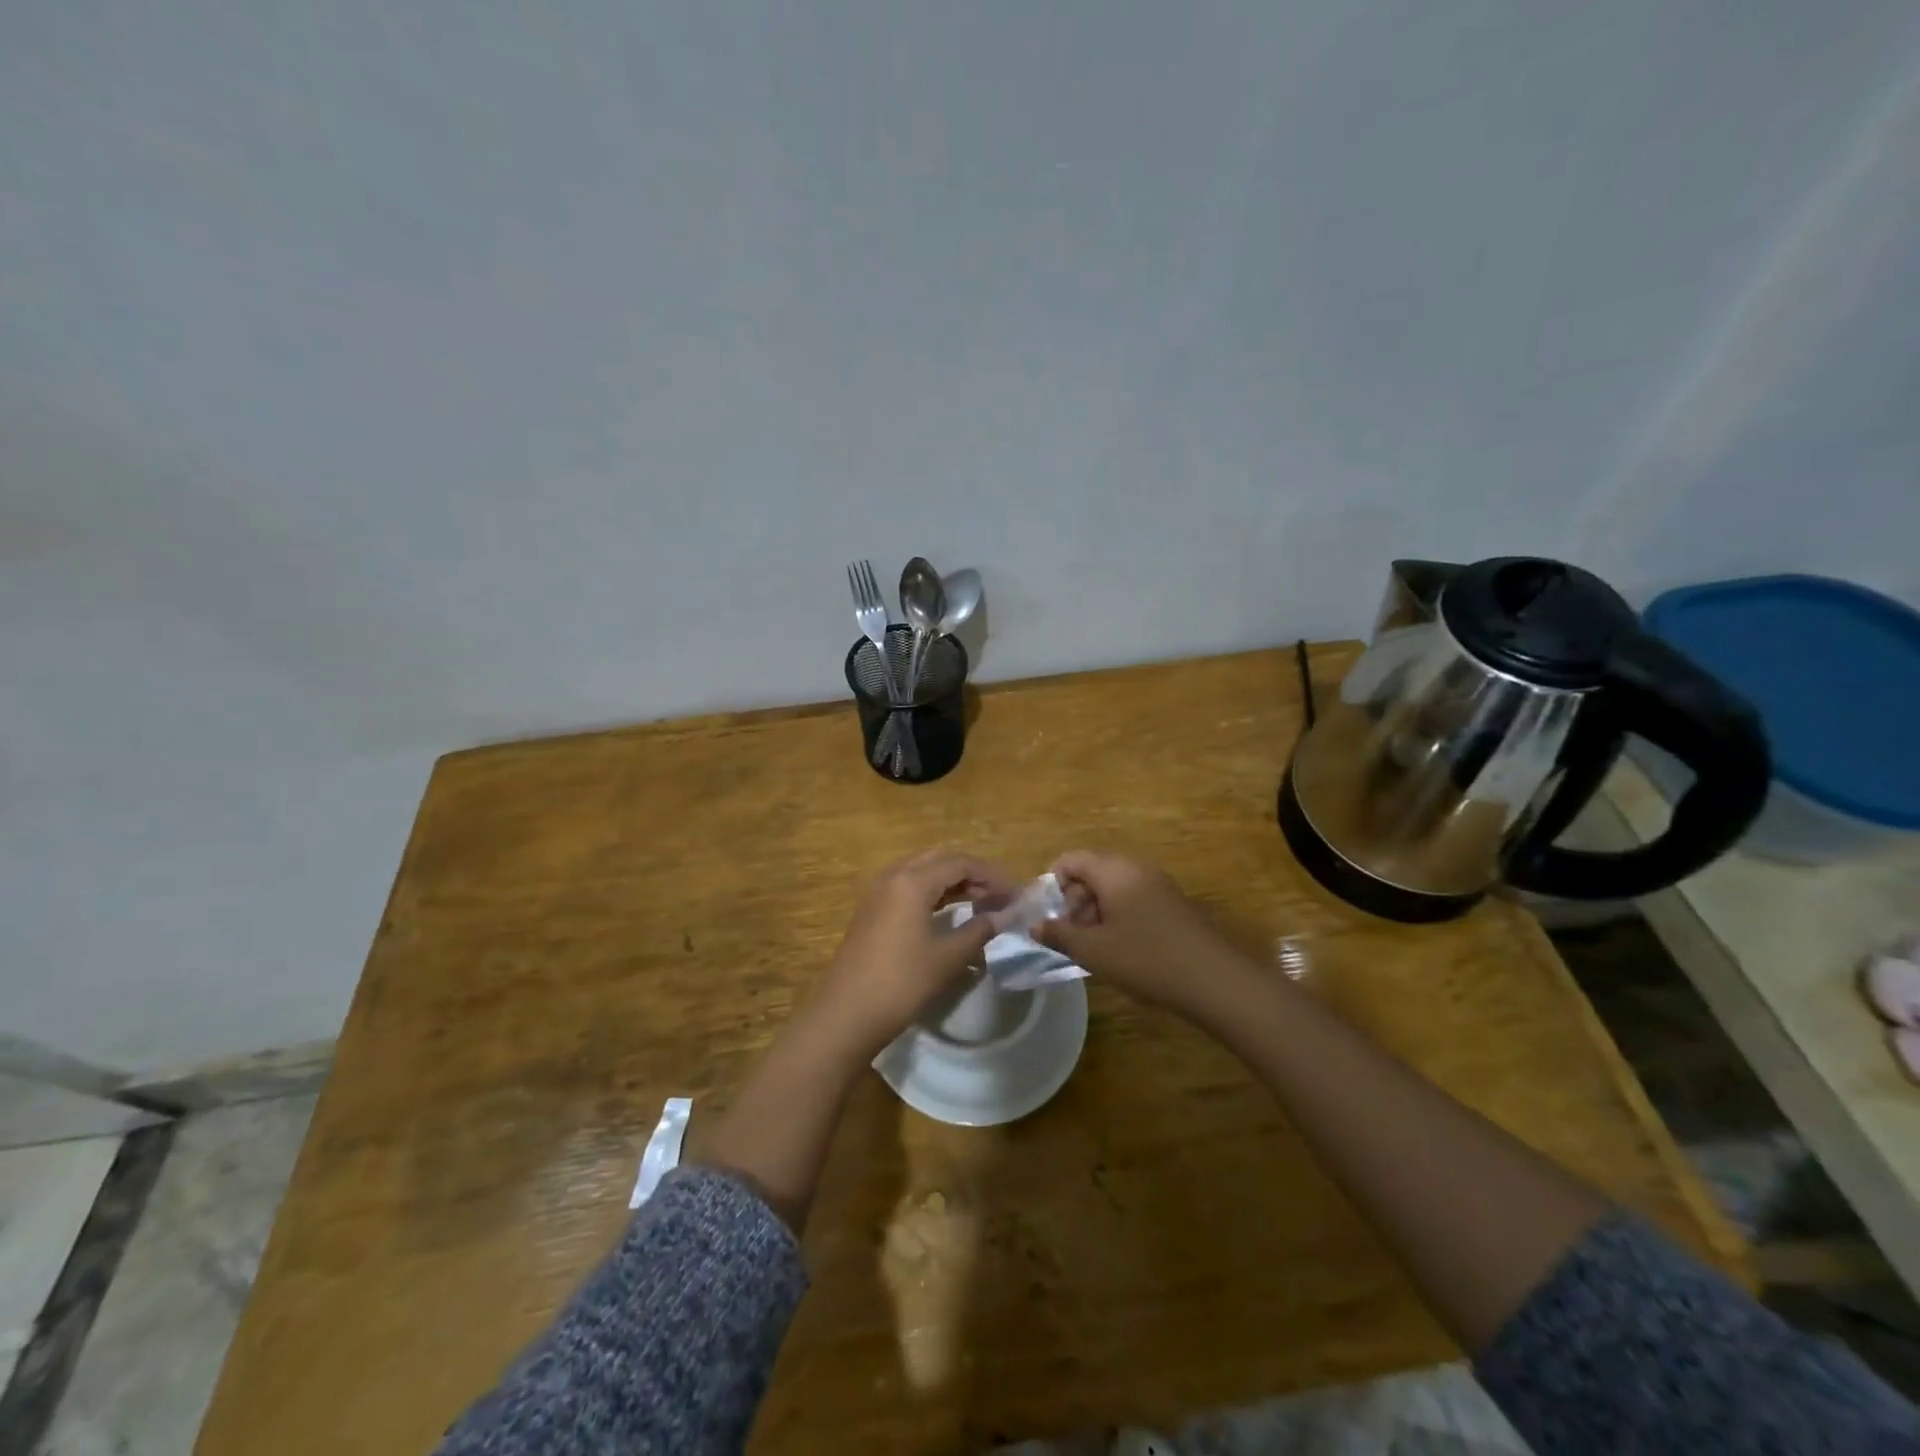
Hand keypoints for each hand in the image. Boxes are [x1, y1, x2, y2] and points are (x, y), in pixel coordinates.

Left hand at [805, 850, 1016, 1061]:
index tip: (1016, 895)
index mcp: (912, 881)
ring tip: (982, 903)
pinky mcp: (873, 910)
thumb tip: (1007, 915)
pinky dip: (934, 893)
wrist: (846, 1015)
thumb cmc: (901, 983)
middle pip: (941, 860)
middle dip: (973, 874)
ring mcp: (878, 893)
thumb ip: (980, 930)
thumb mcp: (947, 957)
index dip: (992, 875)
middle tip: (1000, 896)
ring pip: (923, 872)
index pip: (960, 863)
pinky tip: (950, 912)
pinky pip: (909, 887)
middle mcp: (893, 876)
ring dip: (954, 882)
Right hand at [1035, 851, 1250, 1019]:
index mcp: (1114, 870)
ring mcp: (1157, 883)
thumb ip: (1059, 935)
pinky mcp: (1171, 902)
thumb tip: (1034, 926)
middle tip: (1070, 937)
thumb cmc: (1146, 959)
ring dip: (1095, 912)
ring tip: (1093, 948)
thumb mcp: (1094, 951)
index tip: (1047, 916)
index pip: (1070, 860)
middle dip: (1073, 901)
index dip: (1051, 883)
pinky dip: (1117, 917)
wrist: (1214, 980)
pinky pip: (1133, 898)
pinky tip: (1120, 949)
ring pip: (1112, 887)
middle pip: (1091, 872)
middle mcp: (1135, 867)